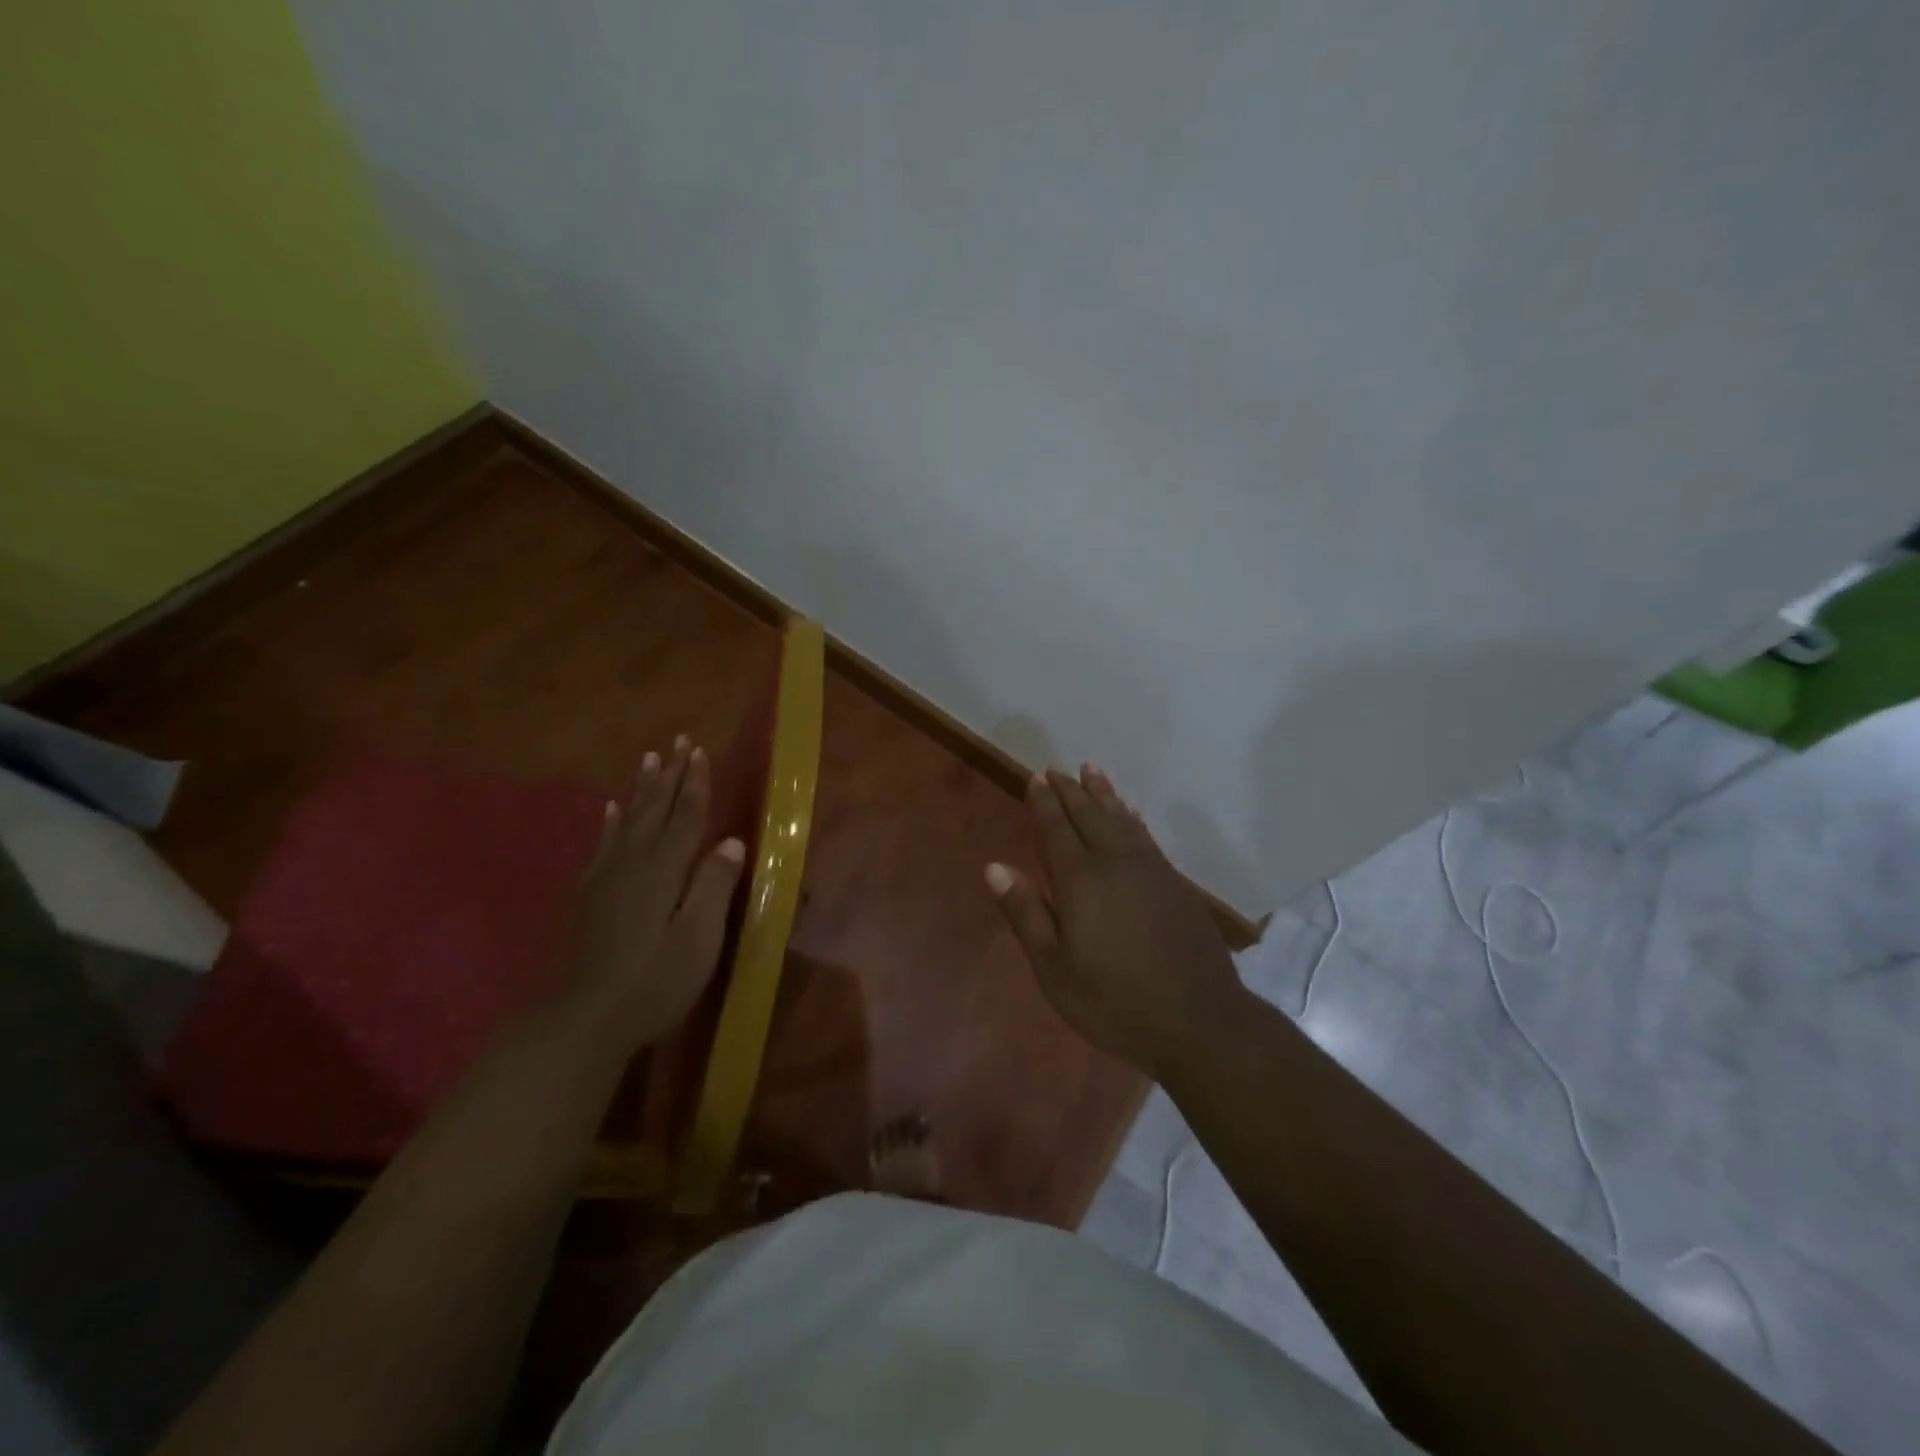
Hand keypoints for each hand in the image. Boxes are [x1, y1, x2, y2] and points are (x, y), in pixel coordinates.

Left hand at [566, 737, 745, 1050]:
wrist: (583, 1021)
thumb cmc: (652, 982)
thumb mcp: (697, 939)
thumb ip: (714, 887)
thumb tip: (731, 843)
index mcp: (663, 870)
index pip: (685, 816)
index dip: (695, 784)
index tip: (700, 751)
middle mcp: (633, 863)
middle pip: (655, 809)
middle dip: (670, 775)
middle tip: (678, 741)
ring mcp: (607, 878)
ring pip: (629, 820)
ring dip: (642, 789)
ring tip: (649, 760)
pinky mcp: (591, 896)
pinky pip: (604, 845)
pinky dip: (611, 823)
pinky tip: (611, 810)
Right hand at [985, 766, 1248, 1081]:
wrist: (1200, 1022)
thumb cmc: (1115, 1003)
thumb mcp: (1055, 970)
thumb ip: (1026, 914)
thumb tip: (995, 867)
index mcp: (1081, 882)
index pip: (1056, 830)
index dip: (1043, 803)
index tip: (1034, 778)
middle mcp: (1115, 863)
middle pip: (1089, 816)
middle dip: (1070, 791)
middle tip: (1055, 770)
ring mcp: (1151, 870)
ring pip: (1121, 819)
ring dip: (1103, 794)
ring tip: (1090, 770)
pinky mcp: (1176, 883)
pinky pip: (1146, 835)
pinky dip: (1132, 817)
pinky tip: (1130, 812)